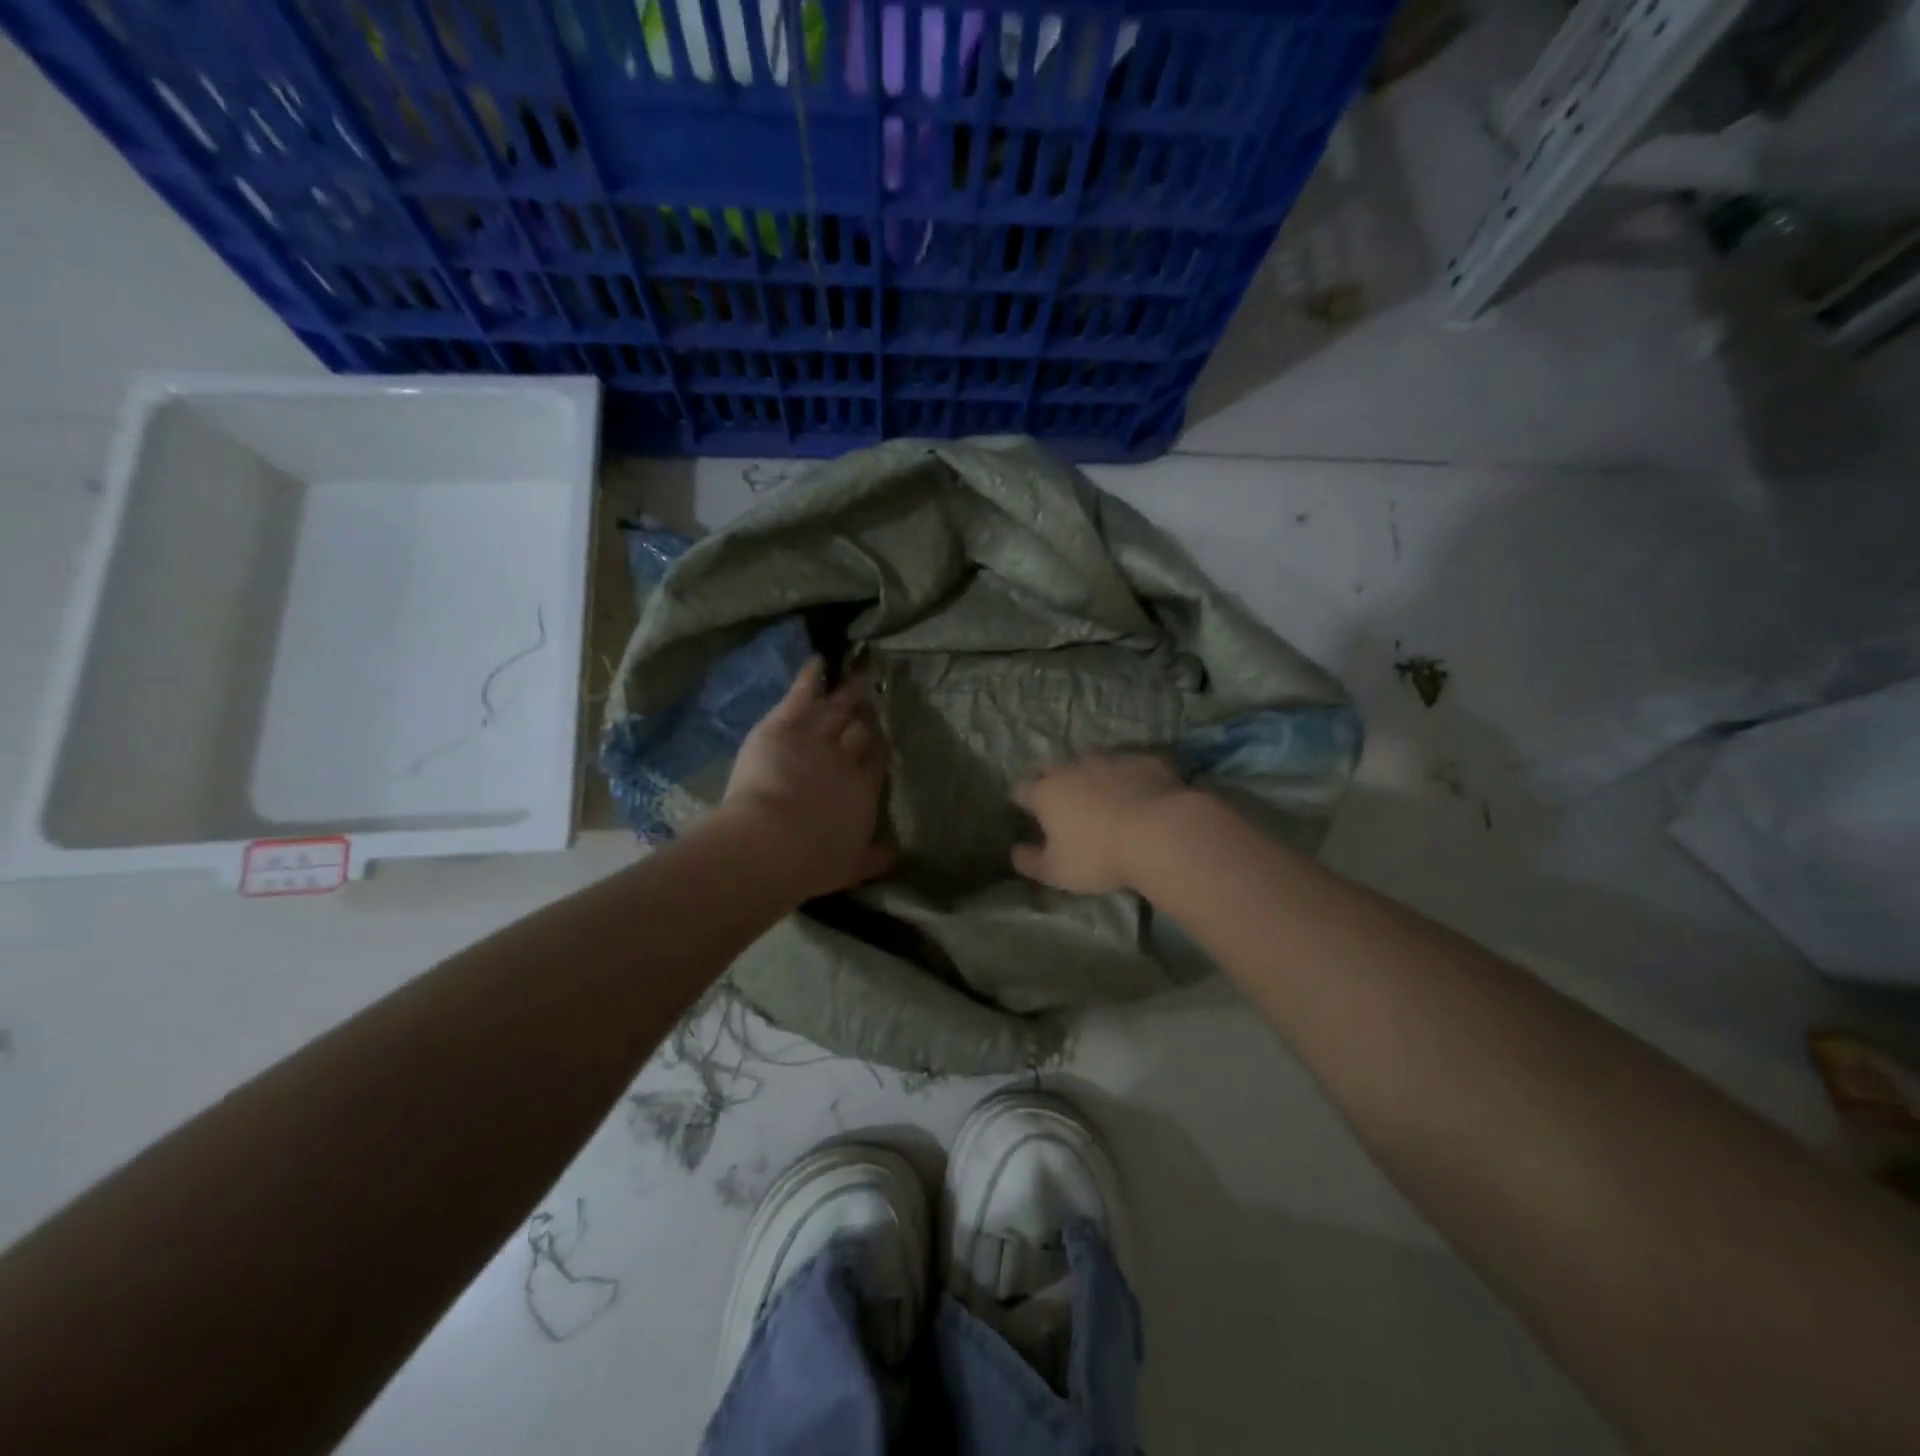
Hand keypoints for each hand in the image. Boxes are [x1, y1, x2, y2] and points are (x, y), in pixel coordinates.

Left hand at [718, 658, 893, 899]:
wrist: (773, 842)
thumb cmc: (812, 860)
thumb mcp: (850, 867)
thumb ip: (874, 859)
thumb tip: (896, 855)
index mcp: (863, 789)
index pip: (875, 761)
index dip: (875, 750)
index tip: (877, 743)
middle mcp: (847, 757)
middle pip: (861, 731)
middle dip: (867, 719)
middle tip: (873, 705)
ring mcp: (818, 736)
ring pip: (837, 708)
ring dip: (848, 693)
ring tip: (859, 678)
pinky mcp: (787, 724)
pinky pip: (803, 693)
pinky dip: (811, 676)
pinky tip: (819, 660)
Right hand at [1010, 754, 1191, 894]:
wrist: (1160, 832)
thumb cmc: (1099, 856)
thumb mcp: (1057, 872)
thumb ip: (1030, 862)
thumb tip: (1015, 852)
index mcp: (1046, 793)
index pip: (1021, 790)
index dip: (1020, 801)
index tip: (1025, 813)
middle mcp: (1073, 768)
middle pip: (1052, 767)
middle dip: (1052, 779)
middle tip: (1062, 801)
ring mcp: (1110, 759)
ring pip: (1091, 759)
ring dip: (1090, 772)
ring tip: (1100, 792)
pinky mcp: (1144, 760)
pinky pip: (1129, 764)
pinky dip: (1127, 775)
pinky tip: (1138, 791)